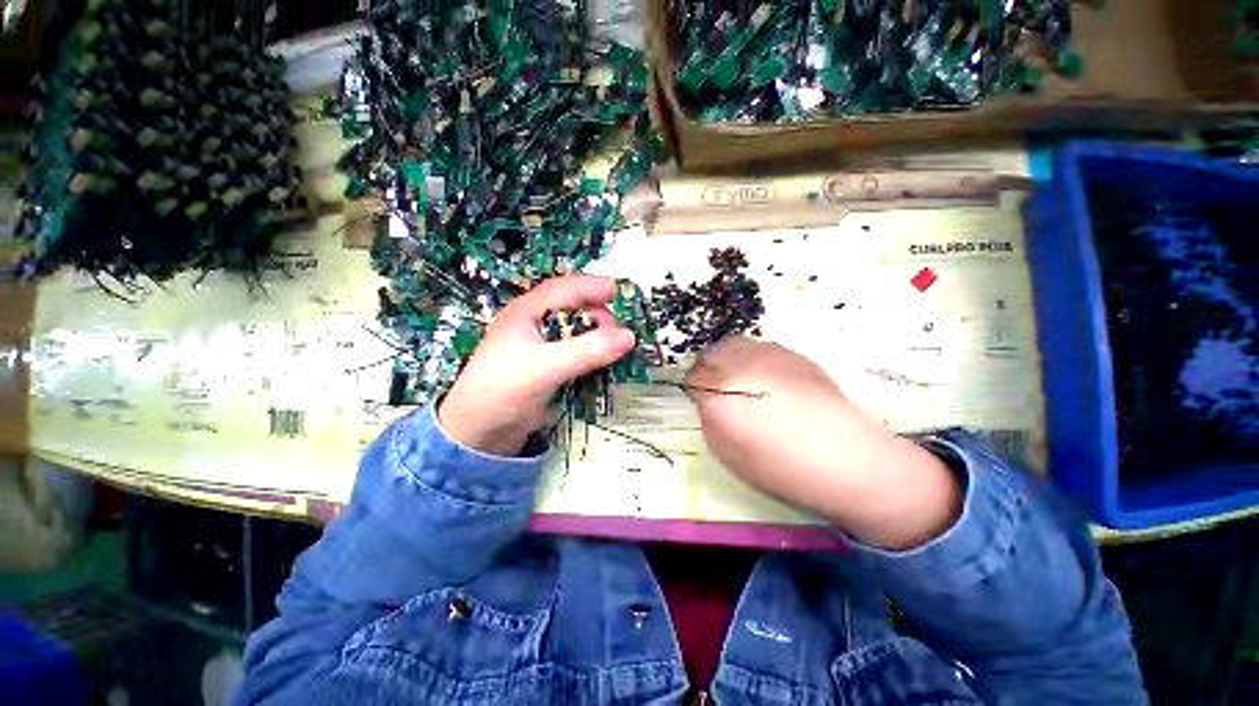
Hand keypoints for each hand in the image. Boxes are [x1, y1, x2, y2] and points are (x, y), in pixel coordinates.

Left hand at [439, 276, 636, 456]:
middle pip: (570, 309)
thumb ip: (589, 350)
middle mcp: (530, 325)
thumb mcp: (548, 366)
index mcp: (526, 312)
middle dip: (597, 315)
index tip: (619, 291)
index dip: (592, 287)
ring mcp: (533, 350)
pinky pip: (569, 357)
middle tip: (619, 333)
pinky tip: (599, 368)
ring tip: (614, 349)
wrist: (476, 432)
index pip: (564, 288)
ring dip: (593, 338)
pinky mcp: (538, 373)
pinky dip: (586, 358)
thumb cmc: (504, 388)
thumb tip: (630, 336)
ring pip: (571, 334)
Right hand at [686, 336, 961, 549]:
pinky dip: (757, 360)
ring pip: (738, 344)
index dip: (695, 393)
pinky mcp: (795, 354)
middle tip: (721, 394)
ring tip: (746, 385)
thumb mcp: (731, 457)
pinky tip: (772, 384)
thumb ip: (713, 424)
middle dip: (711, 370)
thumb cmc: (784, 468)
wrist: (843, 454)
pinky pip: (763, 348)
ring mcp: (771, 354)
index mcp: (720, 395)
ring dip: (732, 360)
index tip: (702, 405)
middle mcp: (741, 365)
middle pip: (713, 354)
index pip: (694, 380)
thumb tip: (710, 406)